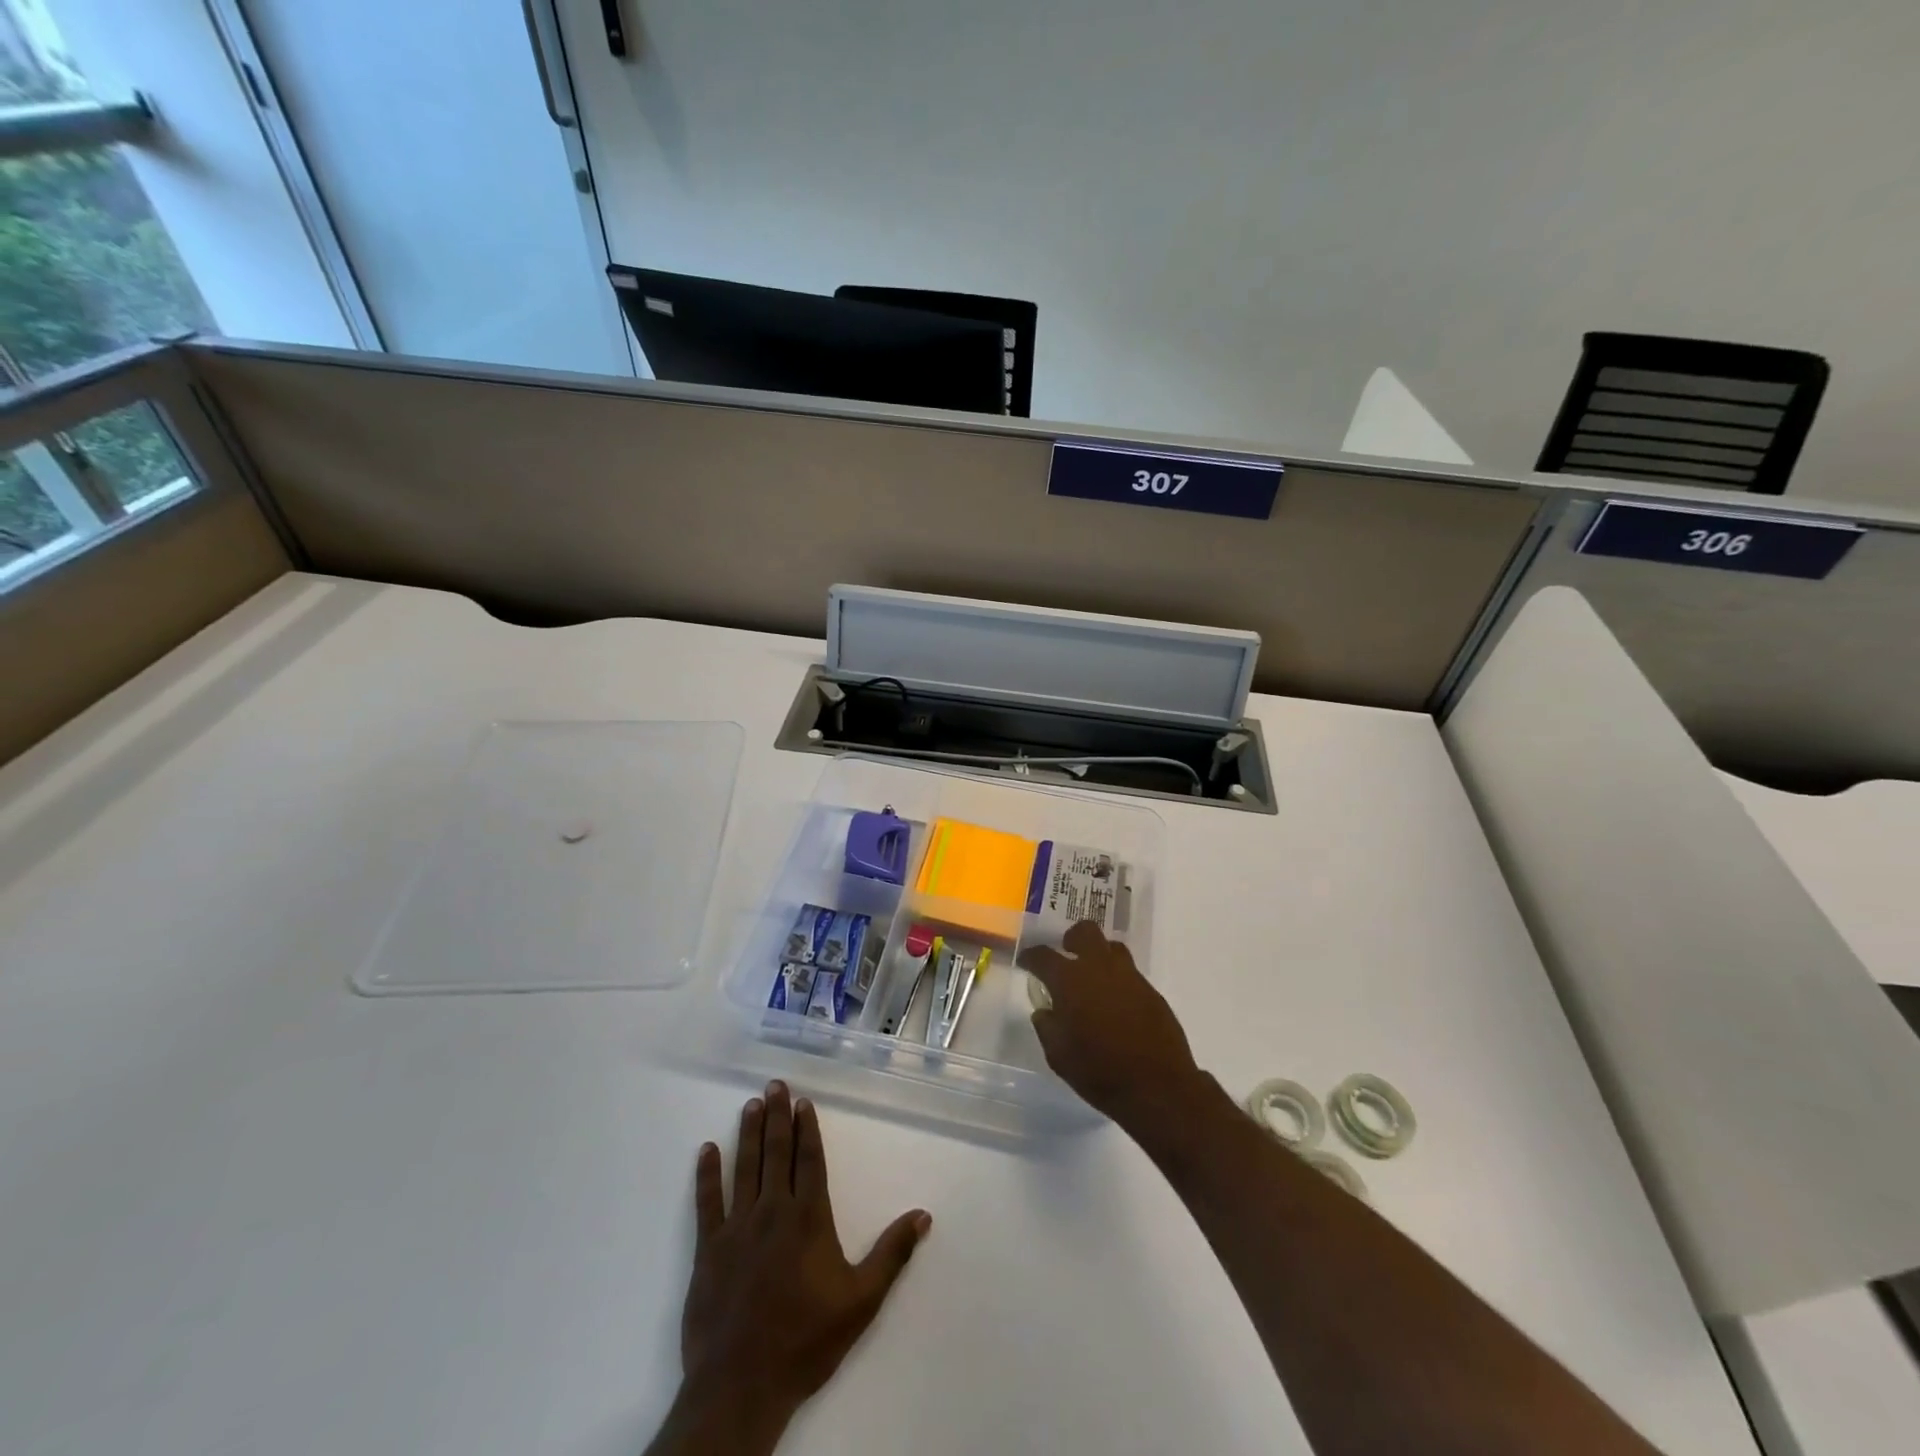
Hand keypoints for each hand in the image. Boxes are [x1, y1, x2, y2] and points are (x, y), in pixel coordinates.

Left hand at [660, 1081, 931, 1455]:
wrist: (742, 1386)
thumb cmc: (806, 1340)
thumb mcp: (861, 1300)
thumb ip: (892, 1254)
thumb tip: (923, 1214)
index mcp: (809, 1218)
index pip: (809, 1160)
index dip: (807, 1129)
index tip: (804, 1102)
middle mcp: (773, 1211)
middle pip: (776, 1153)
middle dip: (778, 1116)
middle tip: (775, 1085)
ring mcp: (737, 1228)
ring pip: (745, 1168)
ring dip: (748, 1134)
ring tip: (751, 1104)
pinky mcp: (708, 1249)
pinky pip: (707, 1202)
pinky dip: (707, 1175)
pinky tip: (707, 1150)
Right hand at [1017, 920, 1204, 1128]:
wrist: (1158, 1086)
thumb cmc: (1099, 1072)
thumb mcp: (1059, 1056)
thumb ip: (1047, 1027)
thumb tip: (1045, 1011)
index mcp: (1069, 980)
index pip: (1043, 956)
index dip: (1031, 956)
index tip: (1026, 961)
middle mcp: (1099, 968)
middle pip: (1085, 932)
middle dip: (1072, 939)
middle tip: (1066, 955)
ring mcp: (1129, 976)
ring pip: (1112, 947)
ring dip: (1099, 955)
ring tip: (1094, 978)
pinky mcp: (1151, 990)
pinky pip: (1129, 972)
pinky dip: (1118, 979)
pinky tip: (1116, 1003)